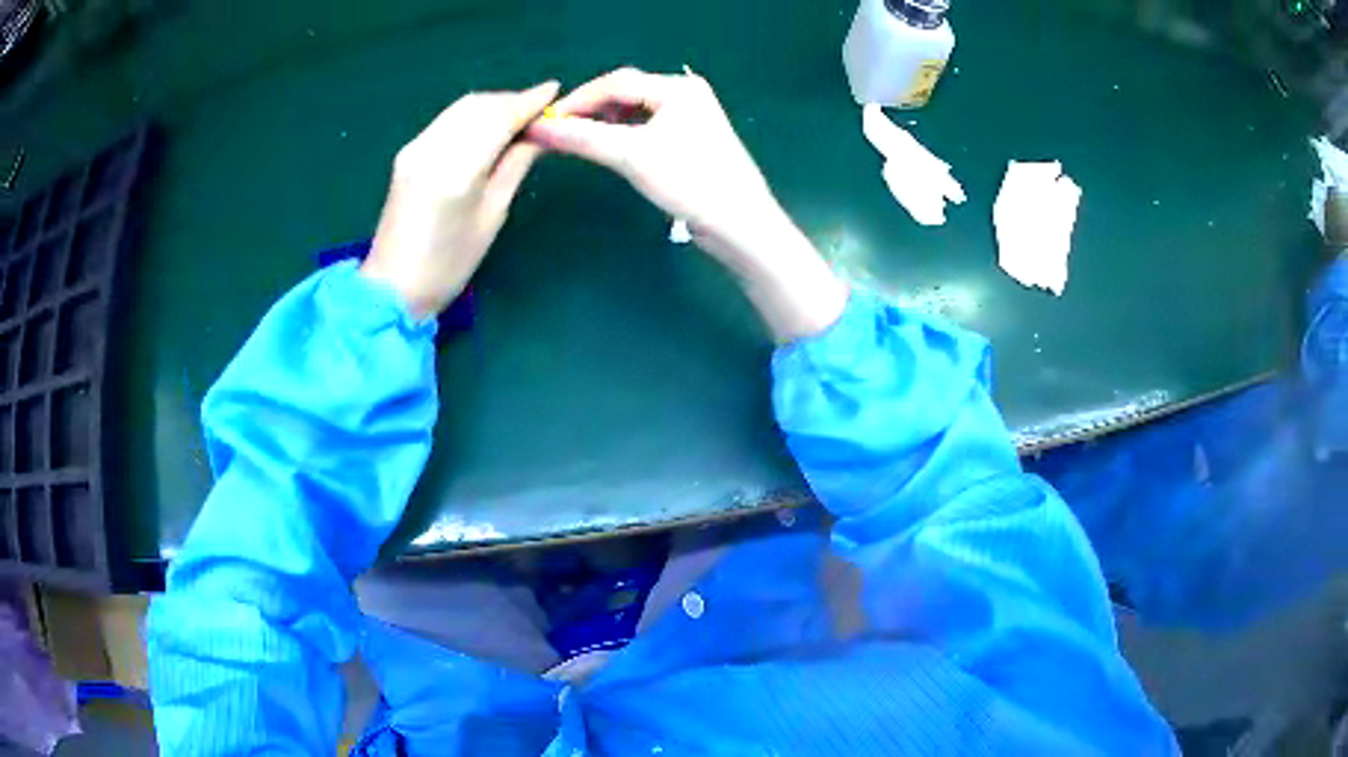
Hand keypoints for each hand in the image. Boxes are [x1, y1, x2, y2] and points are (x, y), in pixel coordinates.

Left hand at [362, 82, 559, 318]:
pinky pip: (447, 120)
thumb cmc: (449, 264)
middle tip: (540, 111)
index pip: (499, 118)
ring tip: (519, 118)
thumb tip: (539, 134)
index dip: (528, 101)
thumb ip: (515, 165)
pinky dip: (473, 116)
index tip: (555, 90)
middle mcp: (432, 149)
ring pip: (462, 108)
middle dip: (512, 101)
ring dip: (493, 105)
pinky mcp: (408, 152)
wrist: (393, 287)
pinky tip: (488, 127)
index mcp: (456, 170)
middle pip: (479, 105)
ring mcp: (415, 148)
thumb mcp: (492, 215)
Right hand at [527, 68, 846, 342]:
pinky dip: (622, 136)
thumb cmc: (689, 182)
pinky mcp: (690, 139)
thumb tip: (537, 128)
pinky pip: (646, 128)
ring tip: (577, 140)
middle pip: (625, 94)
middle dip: (590, 110)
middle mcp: (685, 94)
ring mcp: (690, 117)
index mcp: (677, 88)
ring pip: (634, 112)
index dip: (577, 100)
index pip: (615, 83)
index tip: (545, 120)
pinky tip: (606, 149)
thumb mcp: (631, 156)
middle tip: (558, 131)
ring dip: (604, 123)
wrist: (740, 224)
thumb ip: (583, 138)